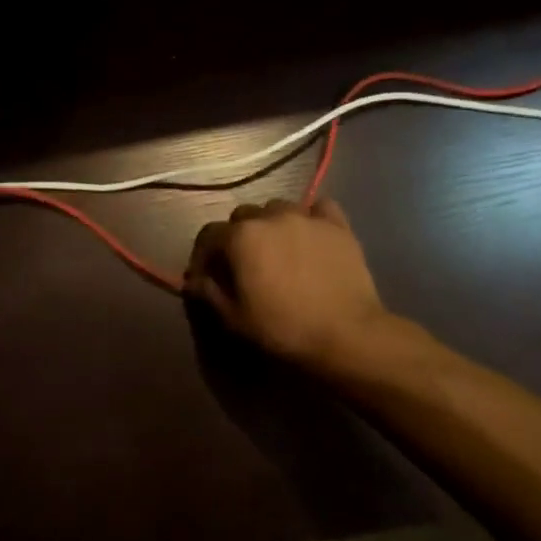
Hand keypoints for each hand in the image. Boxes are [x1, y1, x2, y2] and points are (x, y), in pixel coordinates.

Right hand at [185, 198, 419, 377]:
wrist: (346, 333)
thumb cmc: (283, 327)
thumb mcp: (234, 317)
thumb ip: (209, 292)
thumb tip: (193, 280)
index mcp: (241, 237)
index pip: (209, 235)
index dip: (203, 255)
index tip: (205, 275)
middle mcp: (270, 216)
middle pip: (243, 216)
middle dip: (237, 236)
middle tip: (243, 263)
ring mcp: (306, 217)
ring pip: (278, 208)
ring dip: (271, 224)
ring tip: (277, 248)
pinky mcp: (337, 225)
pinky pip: (319, 208)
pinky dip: (309, 217)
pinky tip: (310, 234)